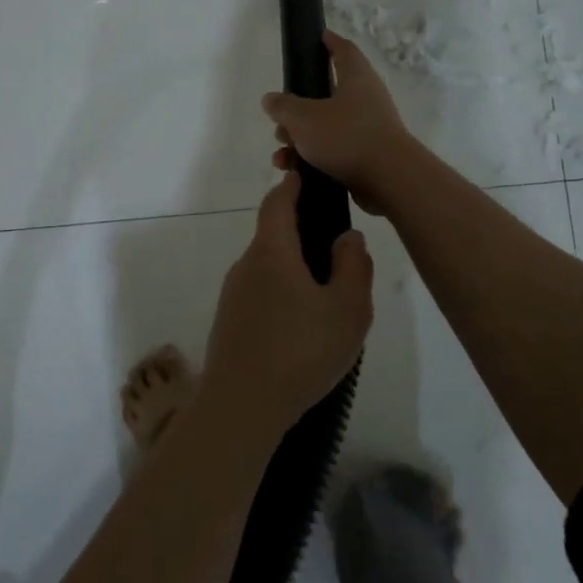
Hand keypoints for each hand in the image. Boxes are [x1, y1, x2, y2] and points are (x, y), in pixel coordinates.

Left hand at [202, 173, 373, 442]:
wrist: (242, 405)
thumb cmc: (301, 352)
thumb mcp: (348, 309)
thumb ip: (353, 265)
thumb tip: (346, 236)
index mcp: (272, 252)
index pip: (277, 203)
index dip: (292, 186)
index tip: (306, 177)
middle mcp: (246, 265)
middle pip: (273, 235)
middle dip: (300, 232)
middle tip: (336, 248)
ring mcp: (233, 294)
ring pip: (267, 267)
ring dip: (293, 268)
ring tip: (327, 295)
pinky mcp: (229, 320)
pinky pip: (259, 293)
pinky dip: (281, 293)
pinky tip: (302, 325)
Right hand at [262, 31, 416, 214]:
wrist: (389, 180)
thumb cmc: (346, 137)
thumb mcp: (303, 118)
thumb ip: (283, 106)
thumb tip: (271, 99)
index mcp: (355, 78)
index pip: (343, 50)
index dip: (329, 42)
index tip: (317, 37)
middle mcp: (365, 99)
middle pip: (326, 94)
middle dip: (297, 108)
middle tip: (279, 118)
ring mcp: (368, 128)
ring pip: (325, 126)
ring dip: (300, 137)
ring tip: (282, 153)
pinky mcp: (366, 156)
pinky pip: (333, 151)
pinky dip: (312, 158)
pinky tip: (293, 169)